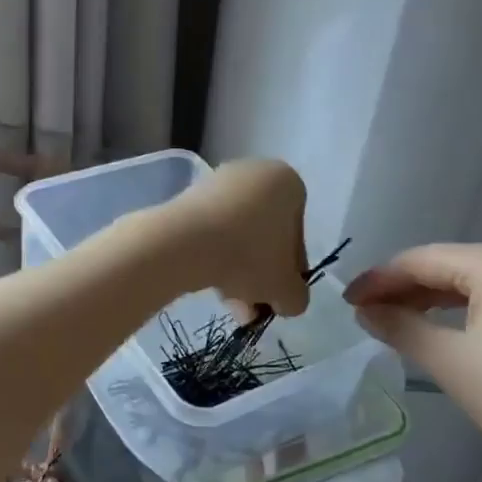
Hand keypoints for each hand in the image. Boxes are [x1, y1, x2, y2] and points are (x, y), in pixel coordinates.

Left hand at [166, 159, 310, 319]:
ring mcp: (217, 182)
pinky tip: (209, 286)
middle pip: (263, 235)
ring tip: (231, 307)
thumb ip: (296, 296)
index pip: (297, 234)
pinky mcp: (187, 196)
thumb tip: (287, 299)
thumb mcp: (286, 289)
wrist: (185, 242)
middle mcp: (254, 173)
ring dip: (237, 273)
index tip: (277, 294)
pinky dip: (213, 257)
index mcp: (287, 182)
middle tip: (252, 308)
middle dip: (260, 275)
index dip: (290, 271)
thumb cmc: (249, 256)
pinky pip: (210, 231)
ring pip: (236, 236)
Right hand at [344, 244, 481, 481]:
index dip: (379, 280)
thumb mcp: (451, 363)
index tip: (346, 302)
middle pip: (447, 265)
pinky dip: (464, 309)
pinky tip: (442, 328)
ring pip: (471, 281)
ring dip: (431, 299)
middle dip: (403, 289)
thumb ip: (400, 327)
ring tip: (395, 322)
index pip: (421, 260)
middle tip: (366, 314)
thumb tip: (364, 310)